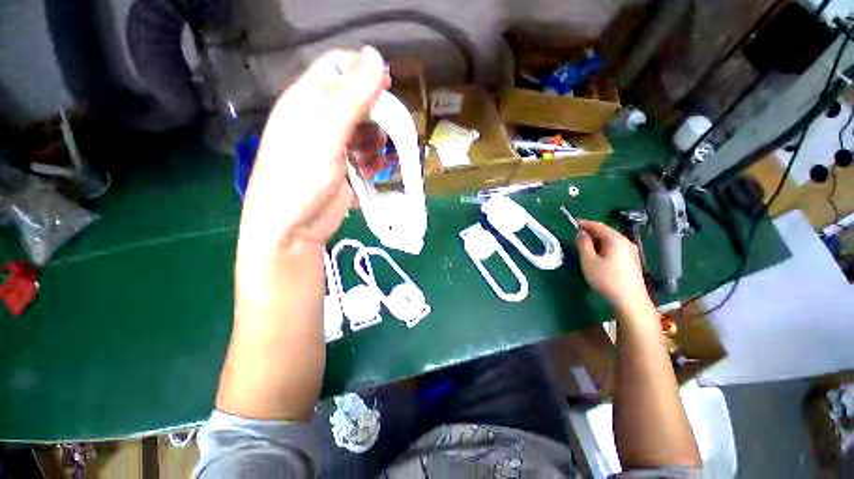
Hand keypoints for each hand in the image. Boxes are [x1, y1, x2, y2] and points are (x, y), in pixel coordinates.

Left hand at [237, 47, 387, 263]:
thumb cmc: (301, 177)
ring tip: (372, 160)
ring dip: (376, 142)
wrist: (294, 227)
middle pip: (357, 100)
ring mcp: (333, 145)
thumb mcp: (325, 133)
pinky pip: (366, 154)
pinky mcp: (344, 167)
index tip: (387, 89)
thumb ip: (350, 97)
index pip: (337, 66)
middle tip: (386, 132)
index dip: (364, 71)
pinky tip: (371, 172)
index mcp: (307, 100)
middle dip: (376, 115)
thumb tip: (376, 58)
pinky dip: (374, 161)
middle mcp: (319, 118)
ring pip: (366, 129)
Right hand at [575, 220, 650, 312]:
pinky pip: (615, 248)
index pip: (598, 225)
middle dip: (591, 232)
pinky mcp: (632, 261)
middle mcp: (625, 242)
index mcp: (615, 239)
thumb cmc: (606, 279)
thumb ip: (583, 244)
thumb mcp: (588, 261)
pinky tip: (597, 255)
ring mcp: (631, 252)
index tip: (573, 222)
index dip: (585, 223)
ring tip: (584, 245)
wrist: (630, 301)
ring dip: (597, 240)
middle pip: (606, 232)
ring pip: (611, 240)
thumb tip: (581, 233)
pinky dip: (604, 247)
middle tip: (576, 235)